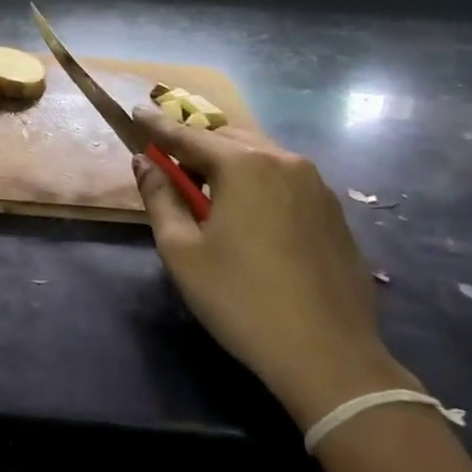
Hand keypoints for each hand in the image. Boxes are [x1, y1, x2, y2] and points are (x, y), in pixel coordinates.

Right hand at [132, 110, 415, 427]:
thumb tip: (144, 162)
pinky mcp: (335, 213)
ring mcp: (317, 187)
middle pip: (228, 140)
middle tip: (171, 164)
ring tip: (208, 190)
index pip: (188, 136)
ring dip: (230, 163)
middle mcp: (284, 162)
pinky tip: (250, 215)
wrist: (330, 358)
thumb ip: (159, 197)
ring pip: (261, 157)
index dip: (157, 126)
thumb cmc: (241, 300)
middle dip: (196, 146)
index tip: (136, 113)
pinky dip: (259, 183)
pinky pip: (286, 181)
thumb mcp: (182, 250)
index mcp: (244, 165)